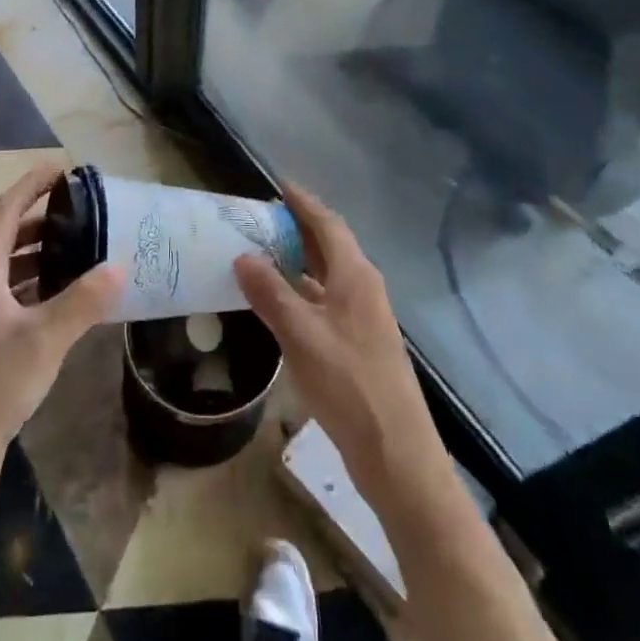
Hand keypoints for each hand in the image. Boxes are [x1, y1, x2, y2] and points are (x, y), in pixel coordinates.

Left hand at [0, 163, 123, 512]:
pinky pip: (13, 295)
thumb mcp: (42, 341)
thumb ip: (82, 302)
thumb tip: (119, 266)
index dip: (31, 184)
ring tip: (80, 247)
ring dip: (40, 251)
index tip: (63, 169)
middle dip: (40, 216)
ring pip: (9, 267)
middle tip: (82, 209)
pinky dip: (38, 284)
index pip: (5, 211)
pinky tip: (66, 298)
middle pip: (5, 235)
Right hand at [233, 185, 446, 505]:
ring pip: (328, 275)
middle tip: (262, 219)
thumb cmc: (349, 384)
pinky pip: (327, 301)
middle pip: (330, 246)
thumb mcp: (301, 335)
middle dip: (299, 229)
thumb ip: (271, 294)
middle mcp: (363, 288)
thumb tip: (243, 256)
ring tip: (263, 254)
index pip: (328, 224)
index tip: (279, 186)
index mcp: (355, 276)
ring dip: (299, 261)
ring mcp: (365, 318)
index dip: (304, 204)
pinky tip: (280, 304)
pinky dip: (303, 292)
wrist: (397, 454)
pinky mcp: (360, 344)